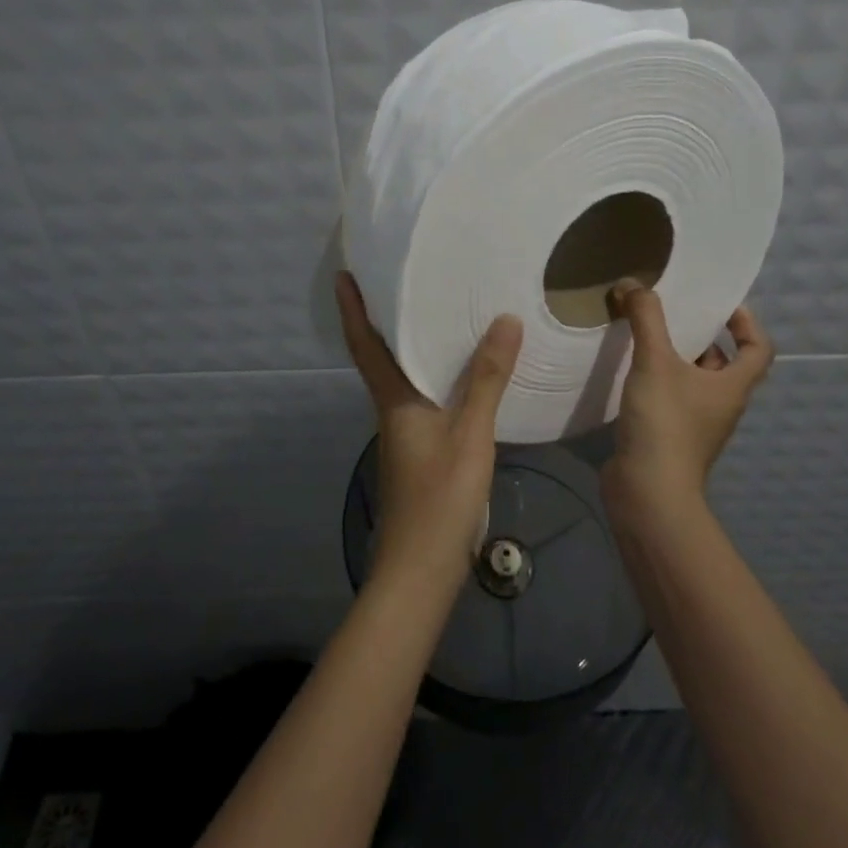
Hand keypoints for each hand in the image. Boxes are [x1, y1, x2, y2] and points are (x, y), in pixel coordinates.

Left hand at [335, 271, 522, 598]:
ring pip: (402, 380)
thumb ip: (487, 379)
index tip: (344, 275)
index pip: (366, 345)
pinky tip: (460, 378)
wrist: (421, 571)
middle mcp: (391, 412)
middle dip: (383, 321)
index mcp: (394, 401)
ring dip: (408, 348)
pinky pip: (421, 400)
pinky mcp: (418, 453)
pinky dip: (432, 378)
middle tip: (401, 284)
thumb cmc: (440, 498)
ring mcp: (403, 436)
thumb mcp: (470, 434)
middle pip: (381, 358)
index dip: (353, 310)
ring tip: (436, 320)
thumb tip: (504, 320)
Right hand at [602, 279, 773, 511]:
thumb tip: (633, 284)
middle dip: (699, 335)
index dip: (747, 322)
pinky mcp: (669, 437)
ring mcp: (696, 424)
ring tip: (643, 333)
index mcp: (733, 386)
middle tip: (671, 311)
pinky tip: (628, 369)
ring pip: (692, 380)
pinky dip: (654, 379)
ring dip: (673, 356)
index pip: (759, 348)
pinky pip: (669, 398)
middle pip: (722, 362)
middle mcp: (721, 404)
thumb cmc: (665, 423)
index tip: (720, 304)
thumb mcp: (655, 361)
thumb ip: (646, 318)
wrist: (648, 492)